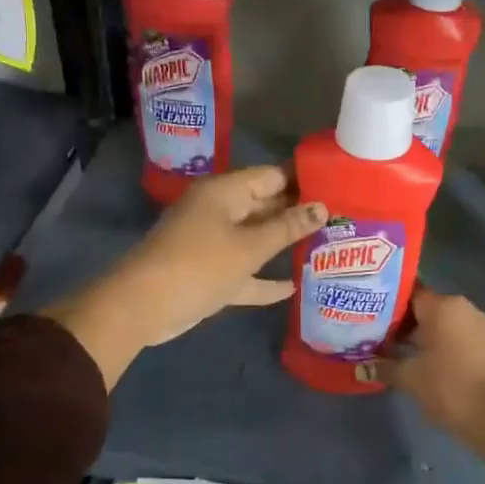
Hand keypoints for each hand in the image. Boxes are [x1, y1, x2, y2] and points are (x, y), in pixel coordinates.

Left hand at [45, 166, 326, 388]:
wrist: (143, 307)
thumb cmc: (199, 266)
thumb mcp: (249, 247)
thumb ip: (287, 228)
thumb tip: (322, 208)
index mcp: (225, 193)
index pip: (271, 177)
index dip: (303, 182)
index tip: (339, 189)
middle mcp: (218, 212)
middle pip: (264, 206)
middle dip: (298, 215)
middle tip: (341, 222)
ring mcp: (211, 244)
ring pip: (254, 240)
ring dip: (282, 246)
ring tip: (325, 249)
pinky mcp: (208, 273)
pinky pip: (242, 271)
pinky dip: (262, 279)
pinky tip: (292, 288)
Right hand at [366, 288, 484, 457]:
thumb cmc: (448, 387)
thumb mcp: (409, 378)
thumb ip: (383, 367)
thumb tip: (359, 367)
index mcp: (443, 306)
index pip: (407, 293)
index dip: (385, 303)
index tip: (367, 314)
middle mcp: (462, 308)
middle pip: (423, 307)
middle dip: (399, 322)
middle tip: (373, 334)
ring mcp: (477, 326)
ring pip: (439, 323)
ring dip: (418, 335)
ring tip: (391, 349)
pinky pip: (454, 335)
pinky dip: (436, 344)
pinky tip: (417, 360)